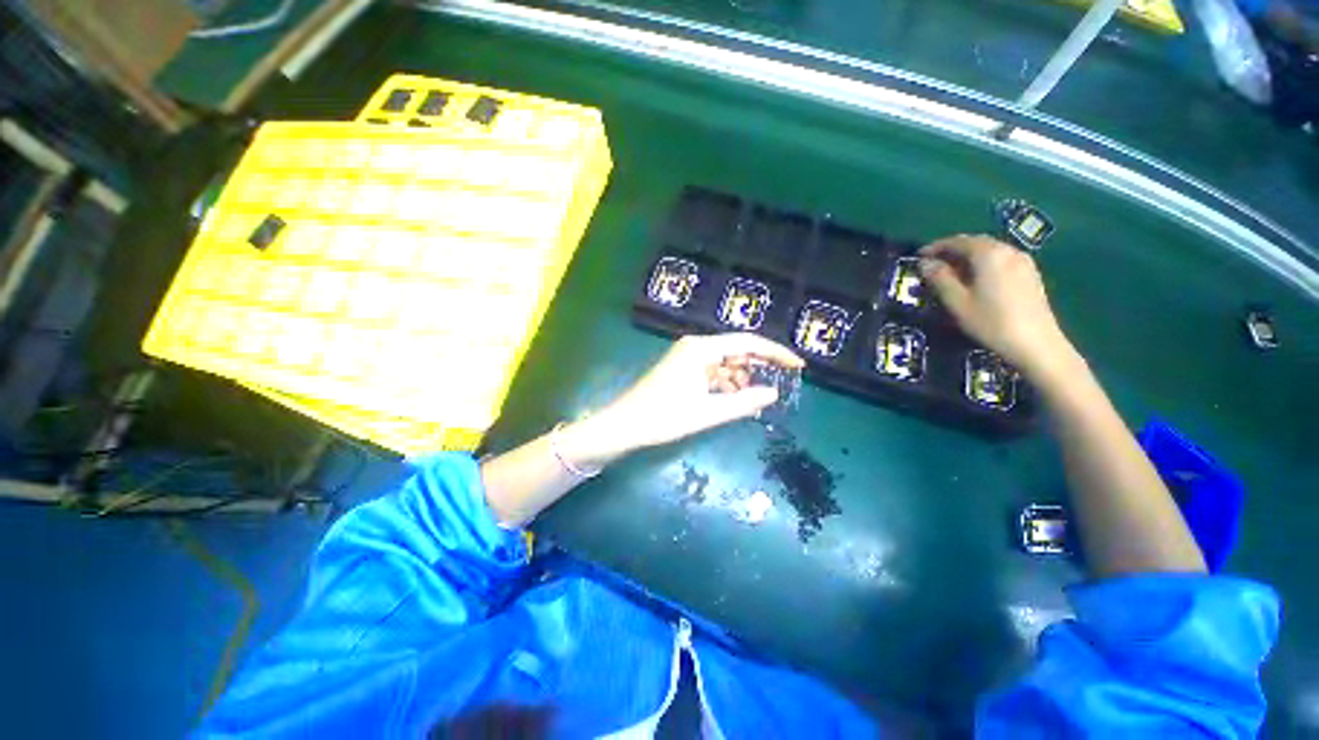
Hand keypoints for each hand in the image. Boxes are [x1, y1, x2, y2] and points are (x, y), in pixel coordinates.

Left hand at [563, 333, 803, 464]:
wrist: (626, 425)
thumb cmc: (665, 417)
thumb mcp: (708, 413)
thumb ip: (744, 402)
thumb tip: (774, 393)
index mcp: (701, 349)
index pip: (747, 343)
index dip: (775, 353)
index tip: (797, 366)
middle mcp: (695, 347)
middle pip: (737, 349)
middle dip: (759, 365)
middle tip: (782, 382)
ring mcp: (687, 357)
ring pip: (725, 362)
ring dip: (741, 378)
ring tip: (755, 399)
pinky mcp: (683, 369)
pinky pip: (712, 371)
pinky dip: (725, 384)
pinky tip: (733, 399)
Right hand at [918, 235, 1075, 379]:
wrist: (1035, 343)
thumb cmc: (990, 322)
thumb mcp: (957, 301)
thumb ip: (939, 278)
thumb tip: (924, 263)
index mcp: (988, 254)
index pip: (957, 241)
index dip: (935, 247)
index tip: (919, 256)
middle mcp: (1007, 250)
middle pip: (975, 242)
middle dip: (952, 249)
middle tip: (933, 263)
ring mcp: (1022, 261)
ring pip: (989, 250)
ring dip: (968, 256)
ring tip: (951, 272)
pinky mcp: (1030, 273)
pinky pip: (1001, 259)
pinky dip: (983, 263)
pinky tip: (975, 278)